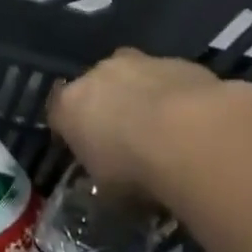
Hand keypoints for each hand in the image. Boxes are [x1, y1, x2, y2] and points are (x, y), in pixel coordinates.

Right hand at [50, 49, 251, 200]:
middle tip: (127, 138)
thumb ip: (103, 174)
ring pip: (134, 76)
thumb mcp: (108, 189)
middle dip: (107, 107)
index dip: (71, 131)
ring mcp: (139, 62)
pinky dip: (176, 96)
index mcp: (70, 105)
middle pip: (96, 88)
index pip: (58, 113)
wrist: (191, 135)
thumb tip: (110, 177)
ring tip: (165, 130)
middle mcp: (98, 74)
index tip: (85, 149)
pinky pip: (169, 80)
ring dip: (142, 96)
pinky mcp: (177, 61)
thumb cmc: (135, 168)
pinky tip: (193, 122)